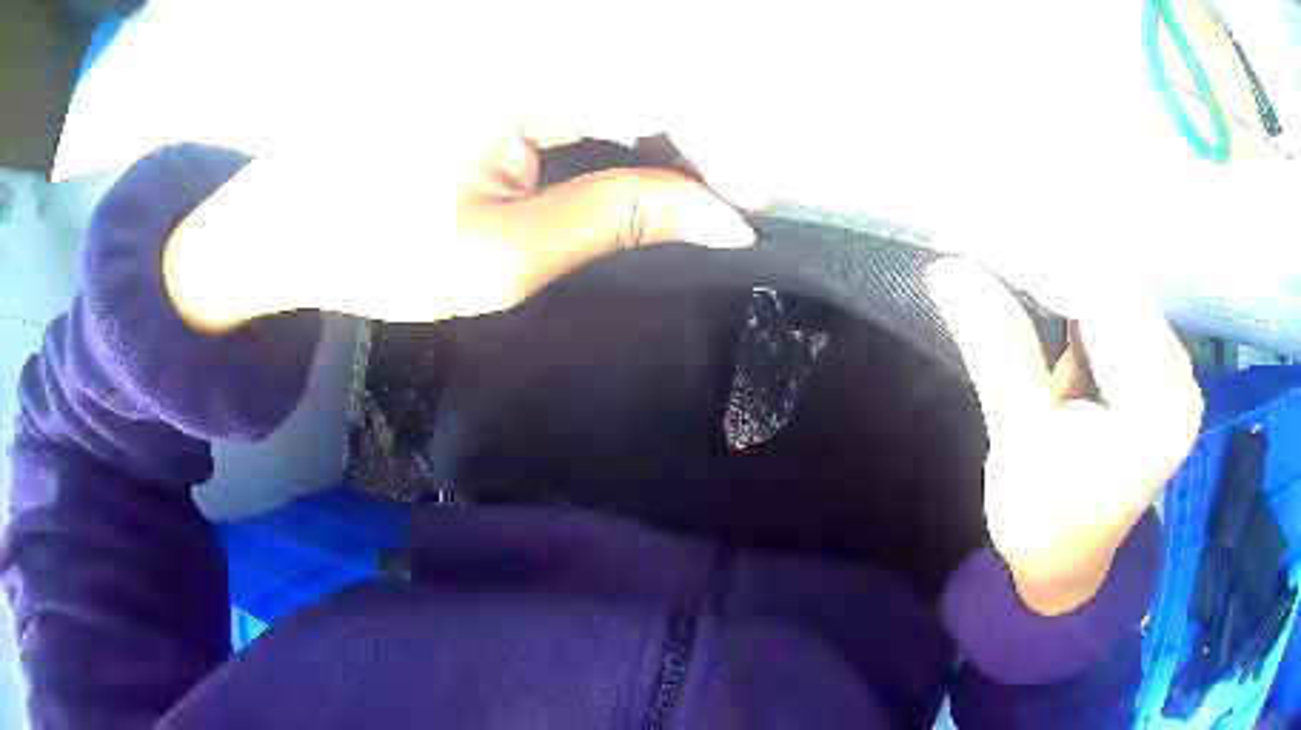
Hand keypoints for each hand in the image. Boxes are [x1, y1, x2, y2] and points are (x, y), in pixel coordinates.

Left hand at [162, 91, 753, 333]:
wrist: (279, 228)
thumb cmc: (370, 251)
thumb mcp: (500, 256)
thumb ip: (616, 219)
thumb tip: (719, 217)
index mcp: (513, 77)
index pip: (658, 89)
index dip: (721, 147)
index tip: (751, 208)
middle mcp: (512, 40)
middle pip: (642, 73)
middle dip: (696, 142)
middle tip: (718, 209)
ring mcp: (494, 46)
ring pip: (613, 75)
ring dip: (658, 133)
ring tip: (678, 197)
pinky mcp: (481, 61)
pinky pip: (572, 79)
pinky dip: (612, 123)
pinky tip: (621, 165)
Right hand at [927, 258, 1202, 615]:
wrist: (1061, 564)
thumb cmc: (1048, 528)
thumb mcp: (1023, 449)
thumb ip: (1001, 355)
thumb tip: (950, 269)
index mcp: (1166, 404)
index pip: (1115, 303)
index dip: (1057, 259)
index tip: (997, 224)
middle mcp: (1176, 374)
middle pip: (1116, 289)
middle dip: (1055, 257)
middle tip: (991, 222)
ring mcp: (1160, 367)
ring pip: (1107, 291)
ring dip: (1058, 267)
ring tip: (1003, 239)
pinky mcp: (1139, 364)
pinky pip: (1103, 308)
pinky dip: (1065, 289)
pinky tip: (1031, 270)